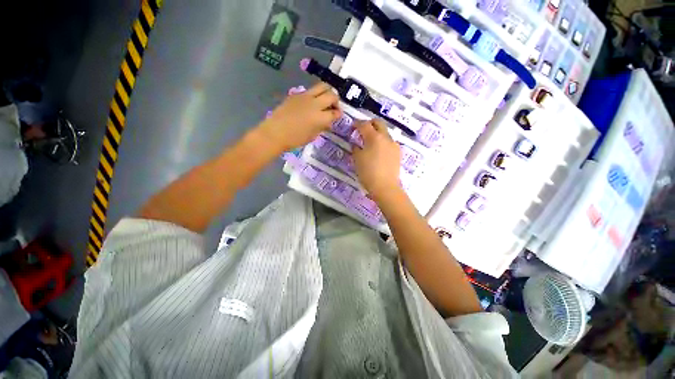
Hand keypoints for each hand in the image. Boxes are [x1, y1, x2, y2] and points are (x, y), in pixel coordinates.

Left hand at [258, 82, 341, 152]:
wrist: (276, 132)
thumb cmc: (295, 139)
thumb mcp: (312, 136)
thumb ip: (322, 127)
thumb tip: (328, 122)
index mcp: (320, 117)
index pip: (335, 112)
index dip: (338, 114)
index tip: (338, 115)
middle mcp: (315, 104)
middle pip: (332, 95)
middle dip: (336, 100)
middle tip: (333, 107)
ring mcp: (305, 96)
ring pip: (322, 86)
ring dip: (327, 92)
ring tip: (325, 100)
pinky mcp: (297, 94)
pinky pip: (310, 90)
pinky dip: (315, 94)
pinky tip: (311, 103)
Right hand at [352, 119, 401, 200]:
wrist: (385, 187)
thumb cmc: (368, 173)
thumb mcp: (357, 160)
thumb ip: (356, 148)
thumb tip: (356, 144)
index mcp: (374, 137)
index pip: (364, 124)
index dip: (357, 124)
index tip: (352, 127)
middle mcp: (386, 137)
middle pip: (378, 123)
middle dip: (370, 124)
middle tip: (362, 130)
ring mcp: (393, 145)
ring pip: (385, 133)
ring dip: (377, 134)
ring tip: (370, 143)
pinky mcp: (398, 153)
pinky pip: (389, 143)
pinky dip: (383, 143)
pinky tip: (379, 152)